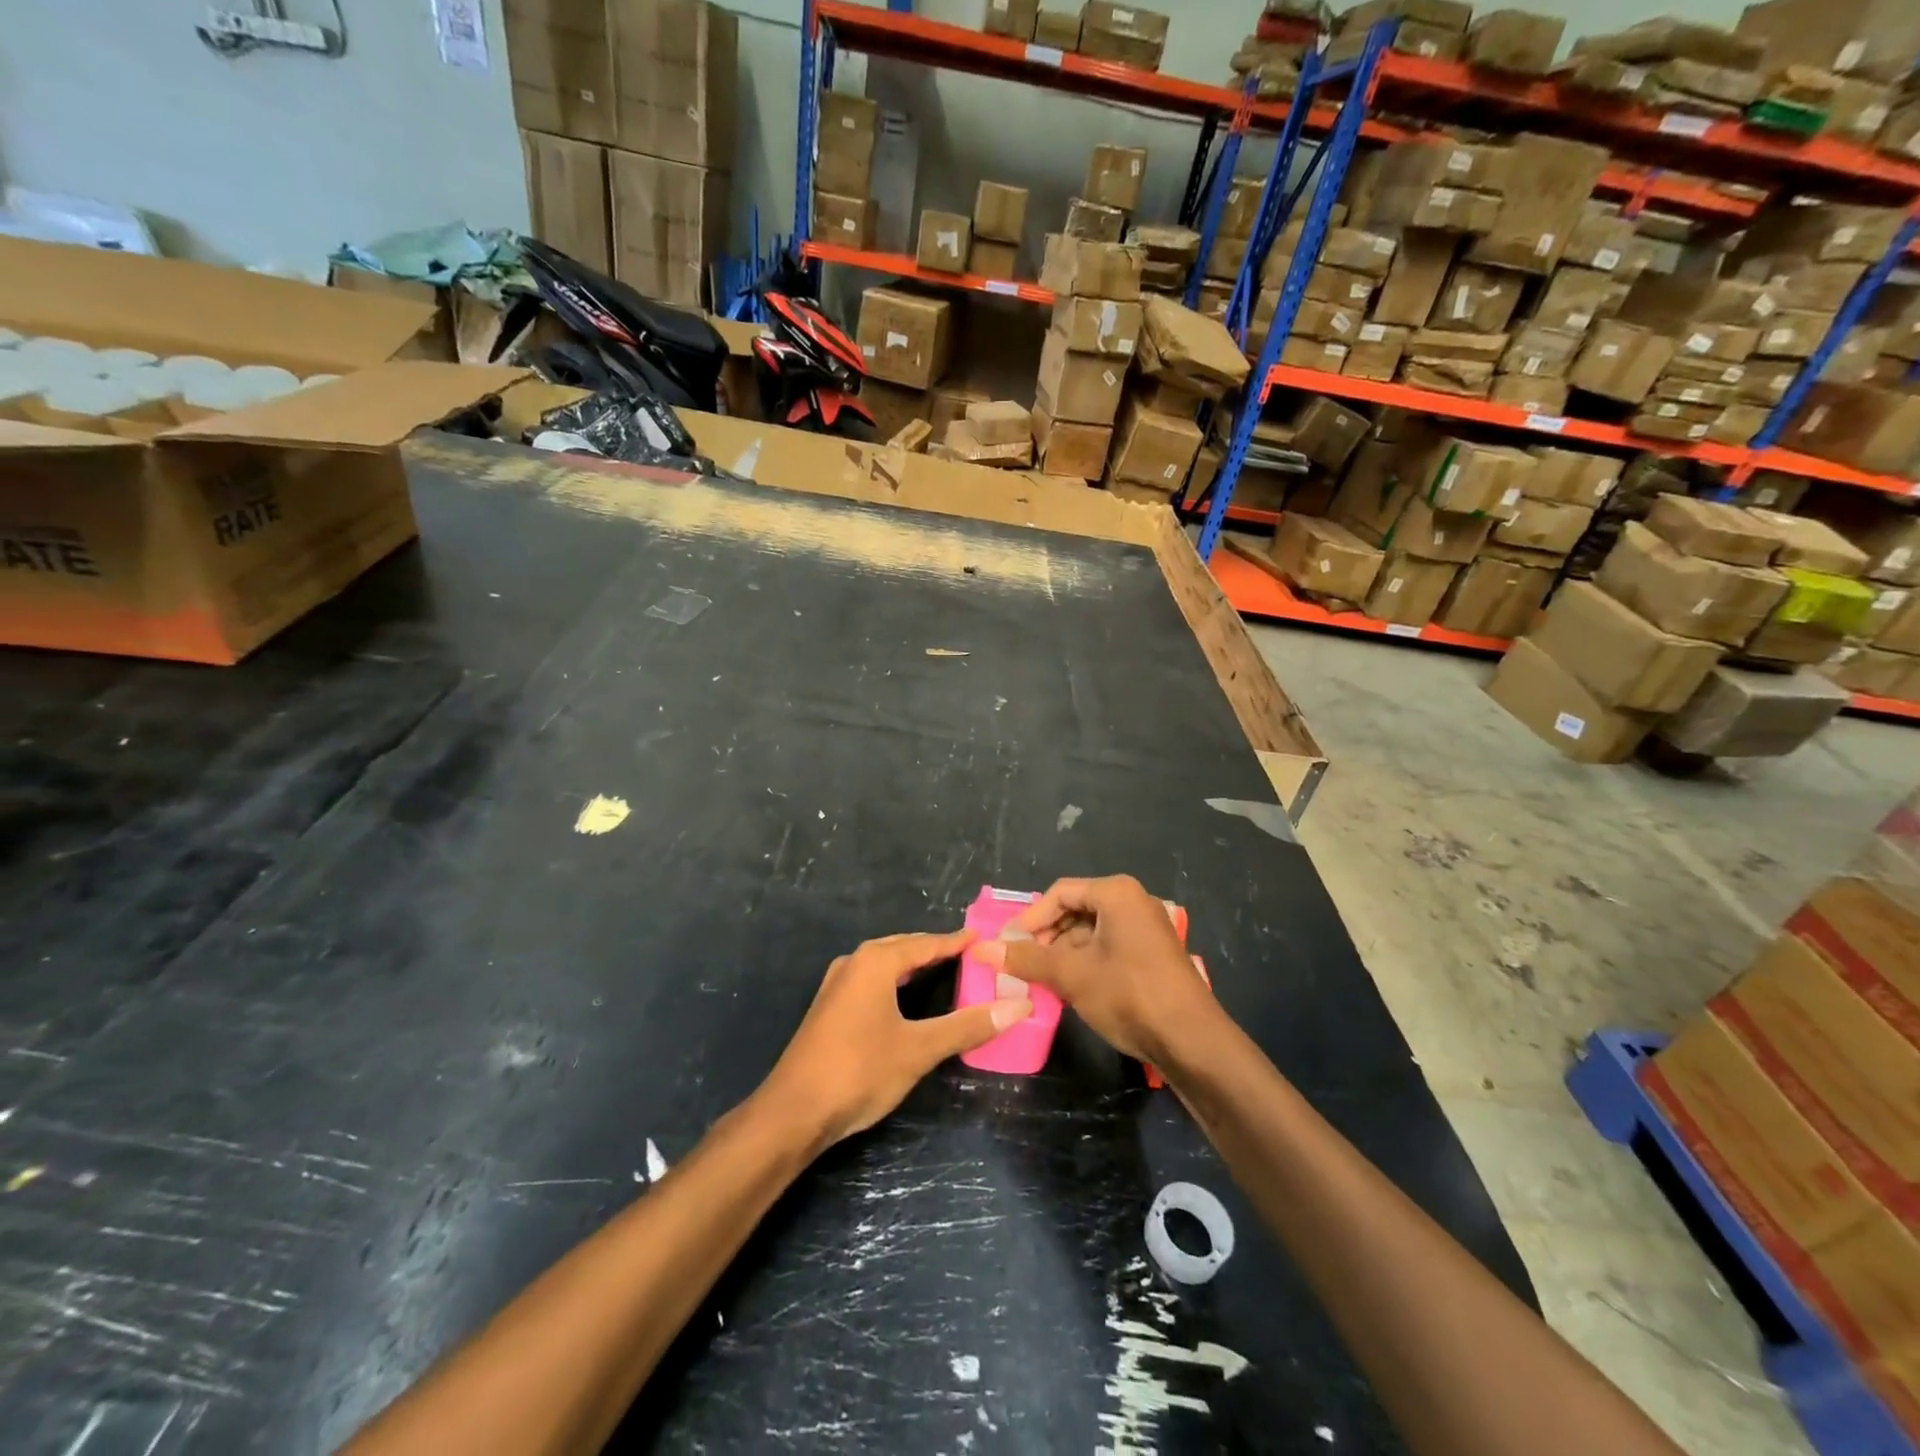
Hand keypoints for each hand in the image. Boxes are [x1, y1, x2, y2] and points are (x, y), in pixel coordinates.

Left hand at [763, 931, 1031, 1147]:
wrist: (793, 1112)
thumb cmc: (859, 1071)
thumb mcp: (919, 1049)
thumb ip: (967, 1025)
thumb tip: (1019, 1006)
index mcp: (876, 962)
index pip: (926, 943)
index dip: (956, 942)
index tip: (985, 939)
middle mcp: (854, 962)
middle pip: (904, 948)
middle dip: (936, 950)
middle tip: (972, 955)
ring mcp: (837, 984)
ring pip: (885, 964)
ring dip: (914, 965)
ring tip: (946, 971)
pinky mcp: (830, 1007)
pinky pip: (872, 981)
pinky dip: (896, 981)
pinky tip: (907, 998)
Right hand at [975, 876, 1219, 1065]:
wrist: (1192, 1041)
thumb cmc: (1129, 995)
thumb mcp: (1072, 975)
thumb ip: (1027, 959)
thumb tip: (982, 949)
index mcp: (1116, 893)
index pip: (1060, 893)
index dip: (1031, 919)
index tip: (1010, 946)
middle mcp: (1133, 902)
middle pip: (1076, 909)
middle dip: (1048, 937)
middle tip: (1025, 965)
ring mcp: (1146, 928)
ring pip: (1091, 931)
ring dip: (1064, 953)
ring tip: (1044, 980)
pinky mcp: (1152, 954)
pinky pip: (1109, 946)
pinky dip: (1086, 962)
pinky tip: (1072, 988)